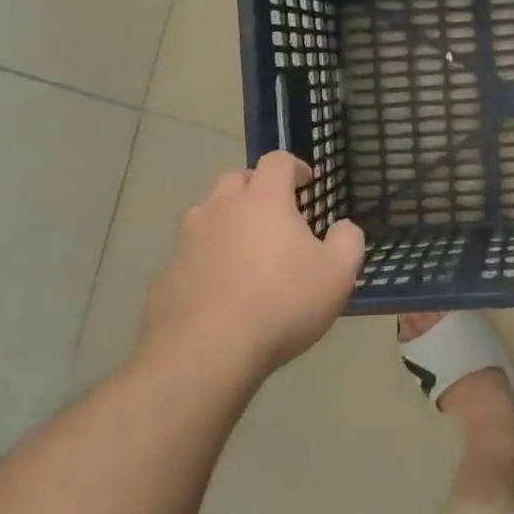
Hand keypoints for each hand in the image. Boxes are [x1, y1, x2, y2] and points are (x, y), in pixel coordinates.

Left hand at [140, 153, 364, 380]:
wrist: (206, 352)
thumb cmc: (282, 302)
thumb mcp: (338, 273)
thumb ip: (348, 241)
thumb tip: (344, 228)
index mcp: (263, 200)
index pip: (277, 161)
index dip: (294, 166)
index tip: (307, 182)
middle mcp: (220, 208)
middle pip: (235, 179)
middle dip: (255, 187)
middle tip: (275, 211)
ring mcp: (187, 241)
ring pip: (207, 215)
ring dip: (227, 221)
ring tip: (246, 250)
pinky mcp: (165, 275)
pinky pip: (190, 255)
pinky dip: (206, 260)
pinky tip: (220, 290)